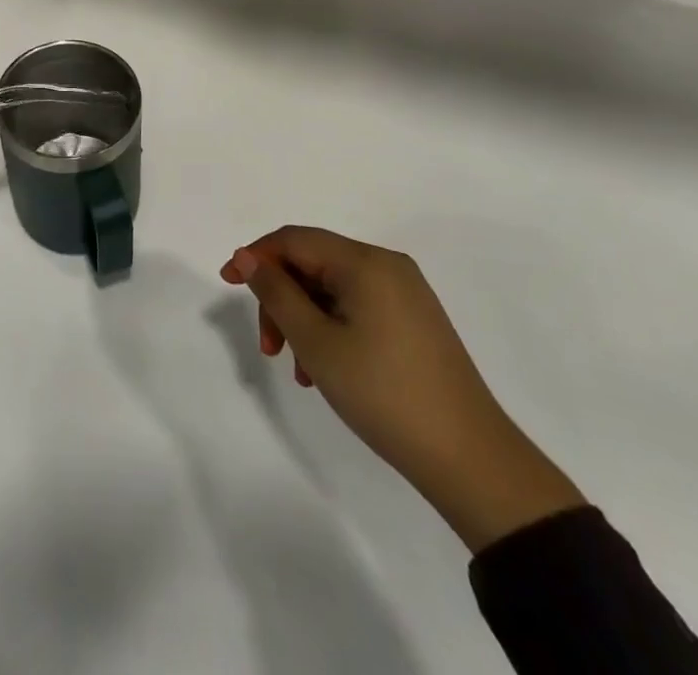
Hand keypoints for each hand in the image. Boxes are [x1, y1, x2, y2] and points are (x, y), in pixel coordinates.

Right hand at [221, 226, 583, 551]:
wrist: (470, 459)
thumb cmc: (383, 393)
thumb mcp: (316, 342)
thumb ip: (276, 292)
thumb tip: (248, 256)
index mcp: (366, 262)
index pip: (295, 239)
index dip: (256, 256)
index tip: (227, 283)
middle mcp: (387, 266)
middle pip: (313, 263)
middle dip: (282, 298)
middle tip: (269, 346)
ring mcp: (406, 293)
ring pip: (333, 289)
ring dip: (304, 319)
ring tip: (299, 369)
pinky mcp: (414, 320)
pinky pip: (357, 307)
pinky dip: (331, 328)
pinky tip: (325, 370)